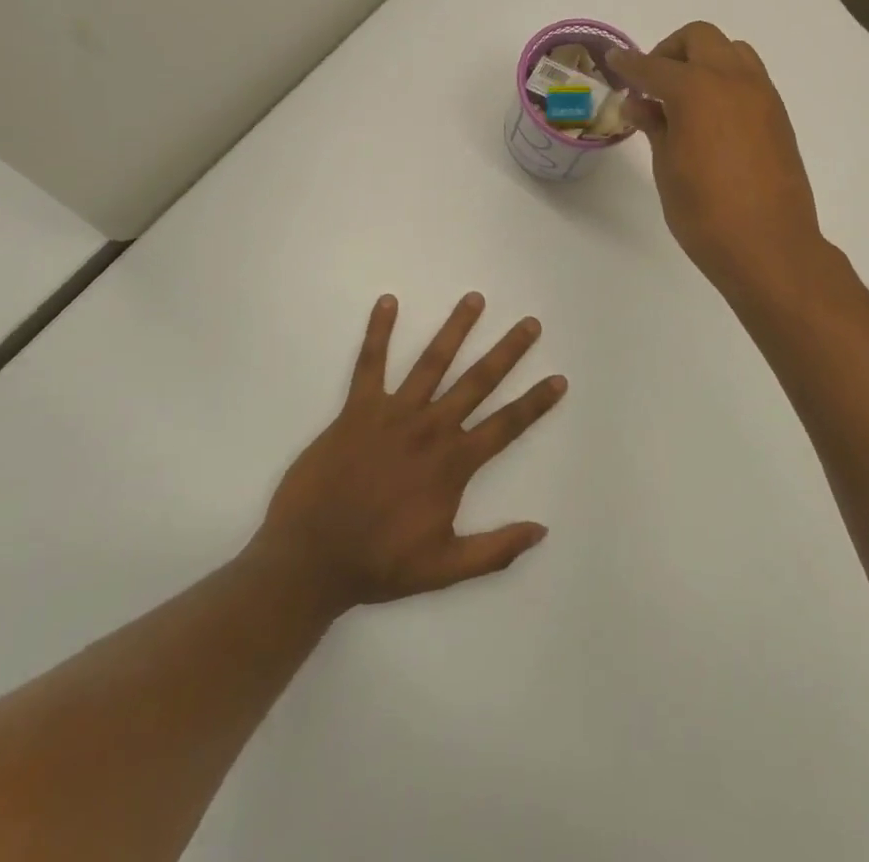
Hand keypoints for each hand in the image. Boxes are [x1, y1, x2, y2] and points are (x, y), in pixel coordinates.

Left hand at [251, 293, 566, 616]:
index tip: (559, 379)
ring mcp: (394, 414)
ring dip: (455, 329)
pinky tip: (387, 301)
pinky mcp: (358, 409)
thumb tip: (541, 530)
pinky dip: (378, 332)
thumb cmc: (378, 564)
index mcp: (453, 463)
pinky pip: (370, 364)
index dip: (535, 402)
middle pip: (478, 381)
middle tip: (530, 323)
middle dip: (508, 351)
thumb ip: (494, 550)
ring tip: (474, 299)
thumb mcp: (444, 569)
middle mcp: (431, 429)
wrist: (309, 559)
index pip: (506, 425)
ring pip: (432, 362)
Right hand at [607, 22, 825, 297]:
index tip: (614, 62)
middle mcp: (733, 80)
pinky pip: (749, 76)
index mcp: (698, 90)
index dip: (630, 64)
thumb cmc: (706, 213)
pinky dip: (726, 80)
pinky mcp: (778, 114)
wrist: (770, 246)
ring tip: (685, 98)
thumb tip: (639, 103)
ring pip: (731, 51)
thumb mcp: (667, 168)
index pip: (655, 66)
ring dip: (704, 60)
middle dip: (670, 51)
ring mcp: (762, 95)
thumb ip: (655, 126)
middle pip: (700, 38)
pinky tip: (712, 116)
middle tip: (652, 84)